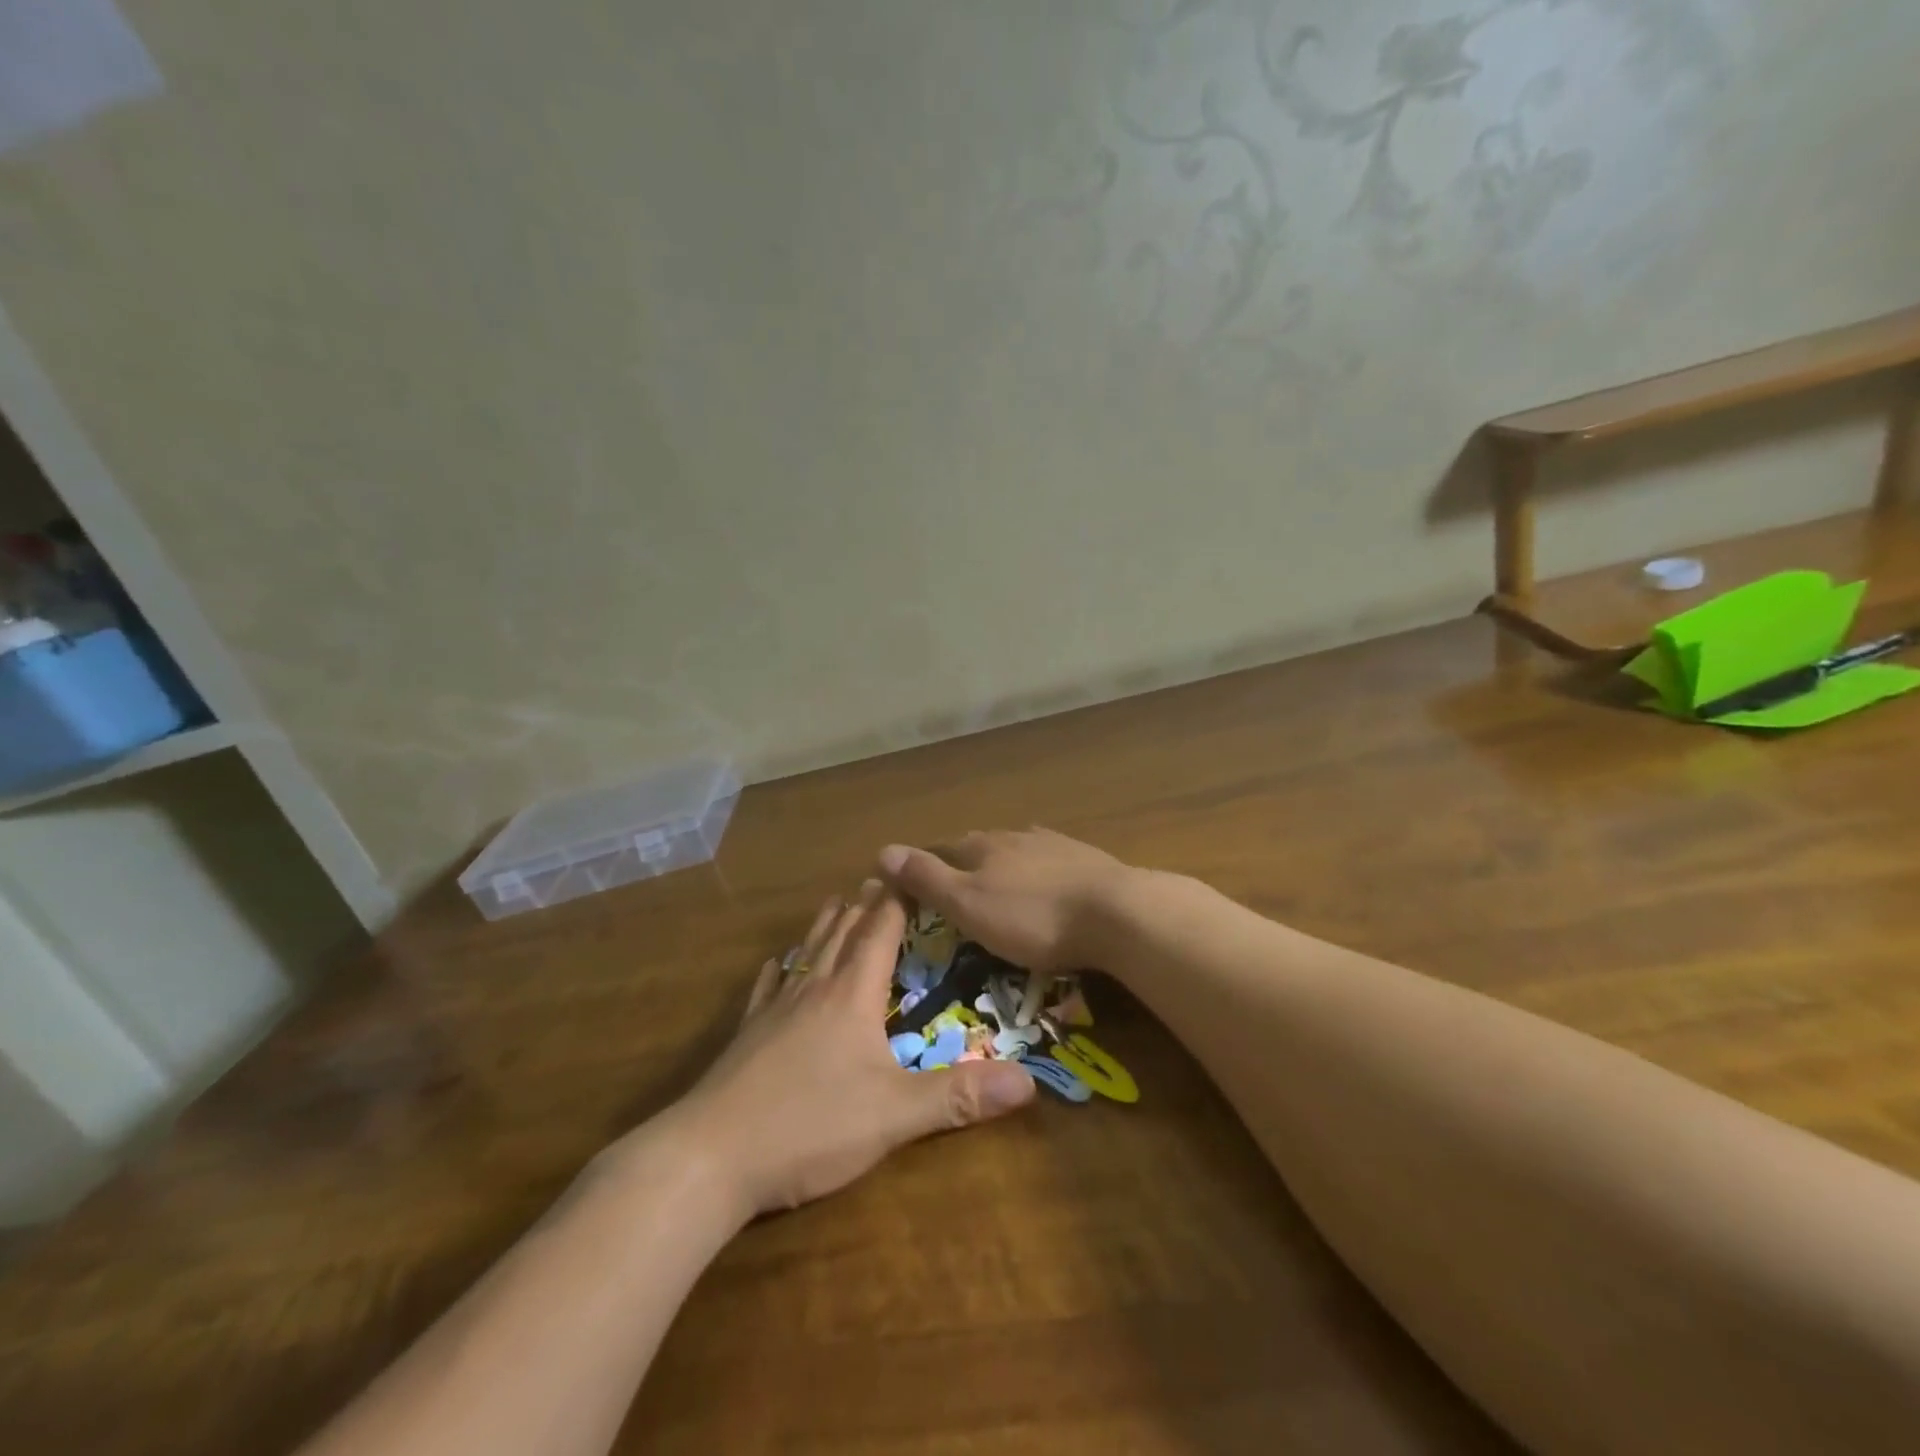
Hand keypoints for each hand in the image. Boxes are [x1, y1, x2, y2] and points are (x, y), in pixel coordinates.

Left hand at [665, 880, 1034, 1217]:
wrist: (710, 1158)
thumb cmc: (808, 1126)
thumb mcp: (893, 1116)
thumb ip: (958, 1097)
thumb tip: (1028, 1083)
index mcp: (851, 995)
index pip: (879, 932)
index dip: (895, 901)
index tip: (908, 871)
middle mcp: (813, 989)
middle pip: (842, 934)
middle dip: (863, 905)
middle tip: (877, 878)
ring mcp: (775, 1010)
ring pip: (806, 953)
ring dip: (825, 926)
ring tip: (835, 902)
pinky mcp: (747, 1036)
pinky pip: (767, 989)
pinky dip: (779, 969)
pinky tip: (775, 964)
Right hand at [877, 829, 1136, 976]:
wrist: (1115, 912)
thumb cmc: (1033, 917)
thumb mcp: (969, 904)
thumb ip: (927, 878)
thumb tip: (882, 850)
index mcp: (981, 847)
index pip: (941, 849)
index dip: (924, 865)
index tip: (912, 884)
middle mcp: (1013, 836)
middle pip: (978, 845)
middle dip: (963, 863)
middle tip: (955, 889)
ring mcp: (1051, 843)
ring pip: (1015, 849)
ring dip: (1002, 863)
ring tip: (997, 884)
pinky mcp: (1084, 858)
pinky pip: (1049, 859)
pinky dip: (1037, 869)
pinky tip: (1044, 879)